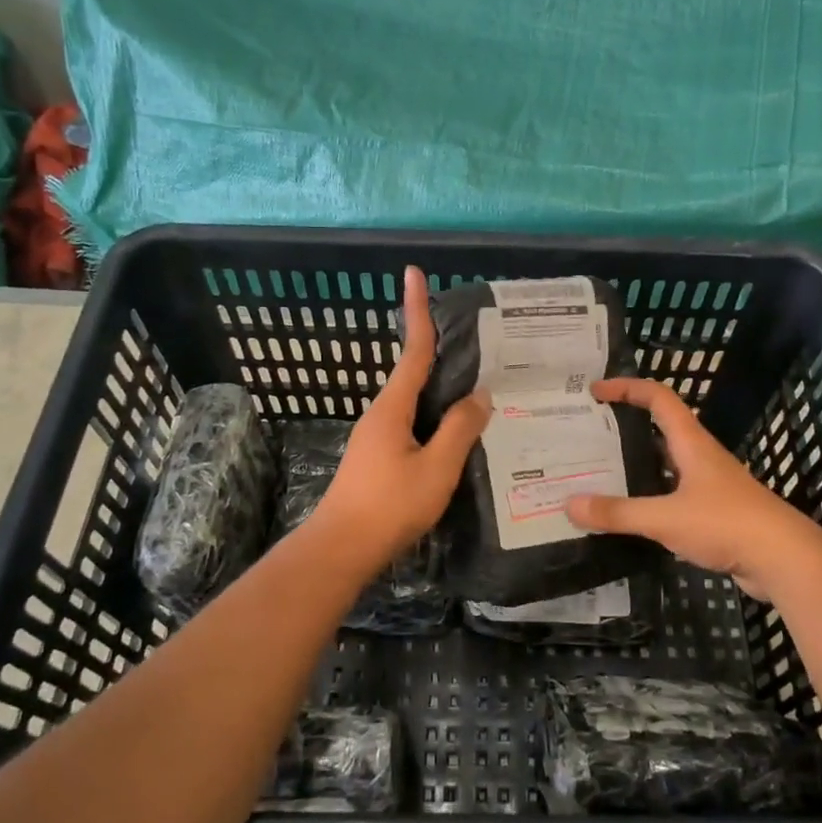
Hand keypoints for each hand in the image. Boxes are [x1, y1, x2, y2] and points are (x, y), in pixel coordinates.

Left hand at [307, 266, 490, 572]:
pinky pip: (415, 424)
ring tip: (479, 386)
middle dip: (440, 349)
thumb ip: (460, 430)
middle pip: (415, 372)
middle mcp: (382, 413)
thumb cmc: (389, 506)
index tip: (413, 273)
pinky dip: (437, 417)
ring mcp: (378, 436)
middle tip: (477, 339)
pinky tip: (459, 432)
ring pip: (417, 402)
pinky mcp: (380, 457)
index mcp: (393, 407)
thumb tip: (480, 395)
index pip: (414, 350)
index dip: (416, 310)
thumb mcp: (436, 469)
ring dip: (442, 388)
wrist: (341, 549)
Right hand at [566, 378, 821, 598]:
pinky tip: (631, 512)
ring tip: (600, 471)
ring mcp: (710, 484)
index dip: (627, 387)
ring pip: (666, 463)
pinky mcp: (715, 512)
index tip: (595, 390)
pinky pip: (674, 493)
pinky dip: (650, 495)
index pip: (658, 397)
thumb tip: (569, 505)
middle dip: (626, 424)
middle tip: (588, 433)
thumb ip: (618, 513)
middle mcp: (700, 456)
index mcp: (691, 443)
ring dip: (637, 462)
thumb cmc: (726, 524)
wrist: (785, 560)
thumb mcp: (665, 518)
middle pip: (660, 427)